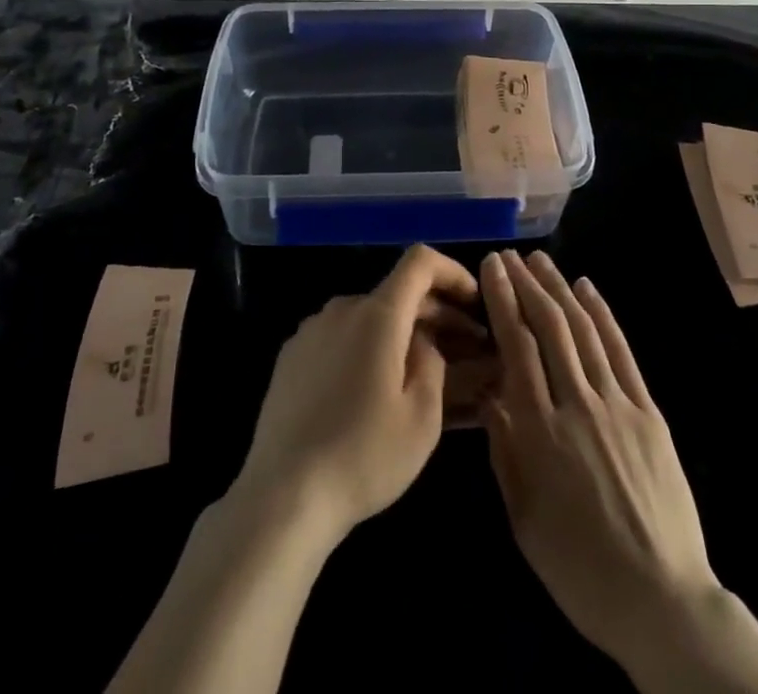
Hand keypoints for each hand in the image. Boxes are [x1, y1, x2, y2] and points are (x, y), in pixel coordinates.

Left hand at [233, 245, 480, 548]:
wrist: (283, 495)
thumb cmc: (364, 456)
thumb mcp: (422, 417)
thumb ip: (433, 362)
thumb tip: (424, 341)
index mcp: (377, 314)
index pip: (420, 262)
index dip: (452, 272)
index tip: (474, 300)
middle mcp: (342, 308)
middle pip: (397, 293)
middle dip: (435, 314)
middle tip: (465, 348)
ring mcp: (312, 330)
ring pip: (369, 317)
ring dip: (400, 333)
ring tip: (420, 373)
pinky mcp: (291, 356)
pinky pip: (341, 337)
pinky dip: (367, 348)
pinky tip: (374, 390)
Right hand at [478, 249, 717, 671]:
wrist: (661, 600)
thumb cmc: (579, 568)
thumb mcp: (524, 518)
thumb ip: (504, 450)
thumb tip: (490, 393)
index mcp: (541, 432)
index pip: (517, 347)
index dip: (503, 301)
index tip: (491, 267)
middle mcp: (578, 405)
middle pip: (550, 328)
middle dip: (527, 285)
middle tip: (510, 256)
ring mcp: (618, 405)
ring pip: (584, 331)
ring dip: (560, 290)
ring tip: (542, 261)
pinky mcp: (649, 412)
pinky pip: (621, 353)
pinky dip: (603, 316)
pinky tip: (588, 290)